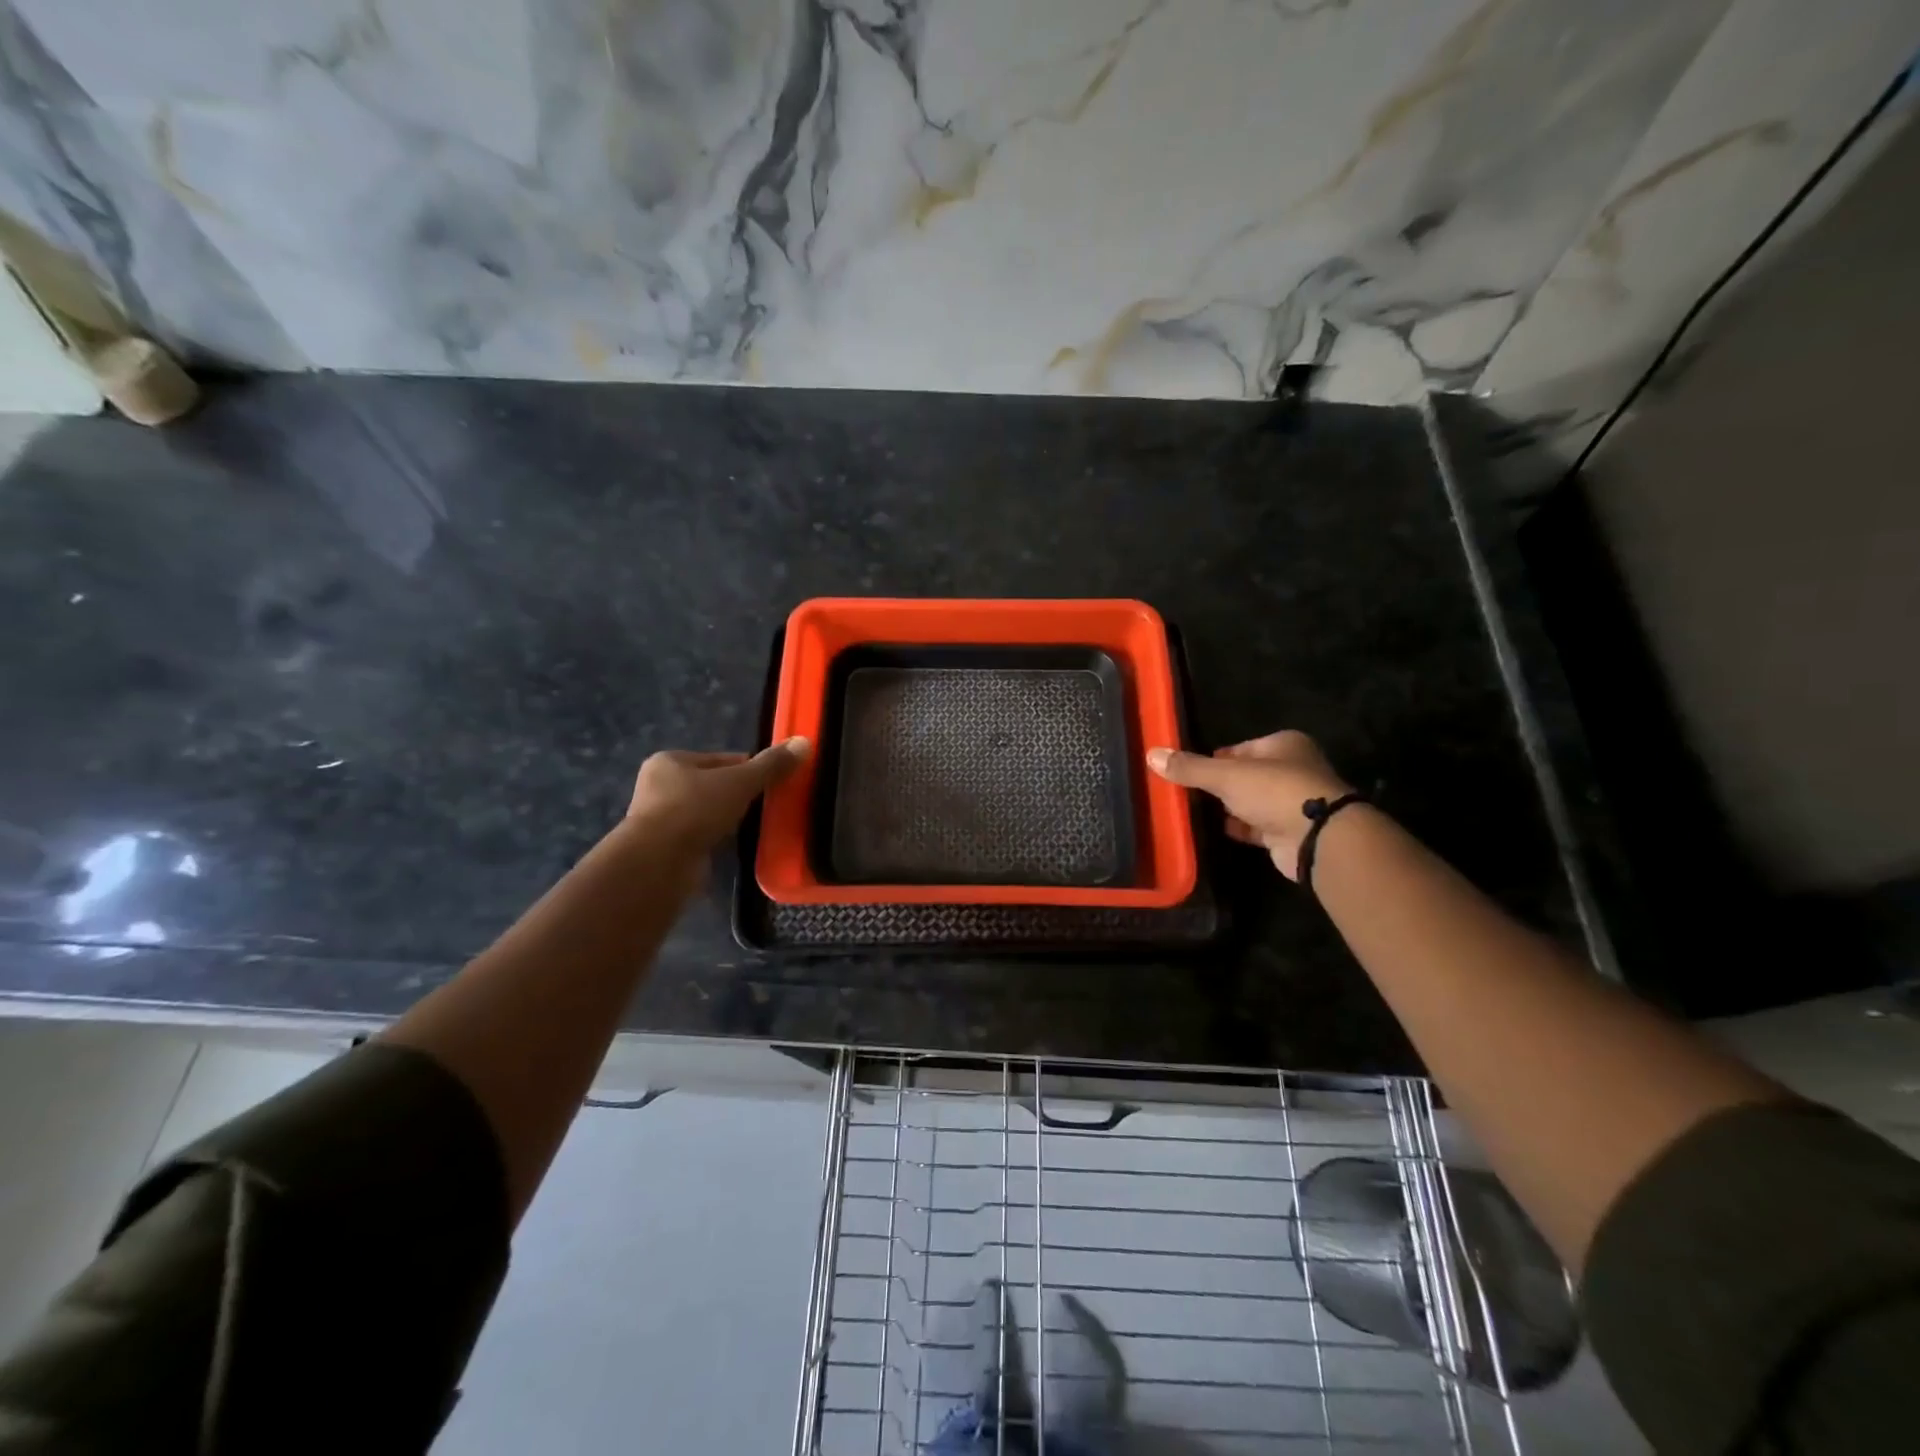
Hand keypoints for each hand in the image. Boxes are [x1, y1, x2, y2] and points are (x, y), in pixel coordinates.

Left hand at [626, 737, 810, 851]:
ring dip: (730, 819)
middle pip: (713, 785)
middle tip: (771, 804)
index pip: (720, 759)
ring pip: (708, 813)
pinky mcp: (668, 849)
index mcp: (670, 761)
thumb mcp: (740, 781)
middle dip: (739, 794)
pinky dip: (720, 839)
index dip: (749, 767)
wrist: (659, 863)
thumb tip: (805, 741)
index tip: (774, 780)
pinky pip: (703, 837)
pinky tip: (739, 845)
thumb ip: (771, 765)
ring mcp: (661, 820)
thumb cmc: (694, 809)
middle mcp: (659, 787)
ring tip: (759, 825)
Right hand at [1148, 731, 1353, 880]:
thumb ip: (1190, 767)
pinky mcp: (1289, 832)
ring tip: (1193, 811)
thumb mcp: (1226, 774)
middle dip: (1220, 785)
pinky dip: (1238, 828)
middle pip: (1246, 775)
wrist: (1318, 838)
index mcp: (1284, 745)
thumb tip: (1151, 754)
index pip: (1240, 748)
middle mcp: (1292, 770)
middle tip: (1187, 792)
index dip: (1214, 758)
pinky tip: (1214, 830)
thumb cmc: (1275, 791)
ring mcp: (1293, 803)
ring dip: (1229, 808)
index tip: (1188, 770)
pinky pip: (1256, 826)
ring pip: (1251, 802)